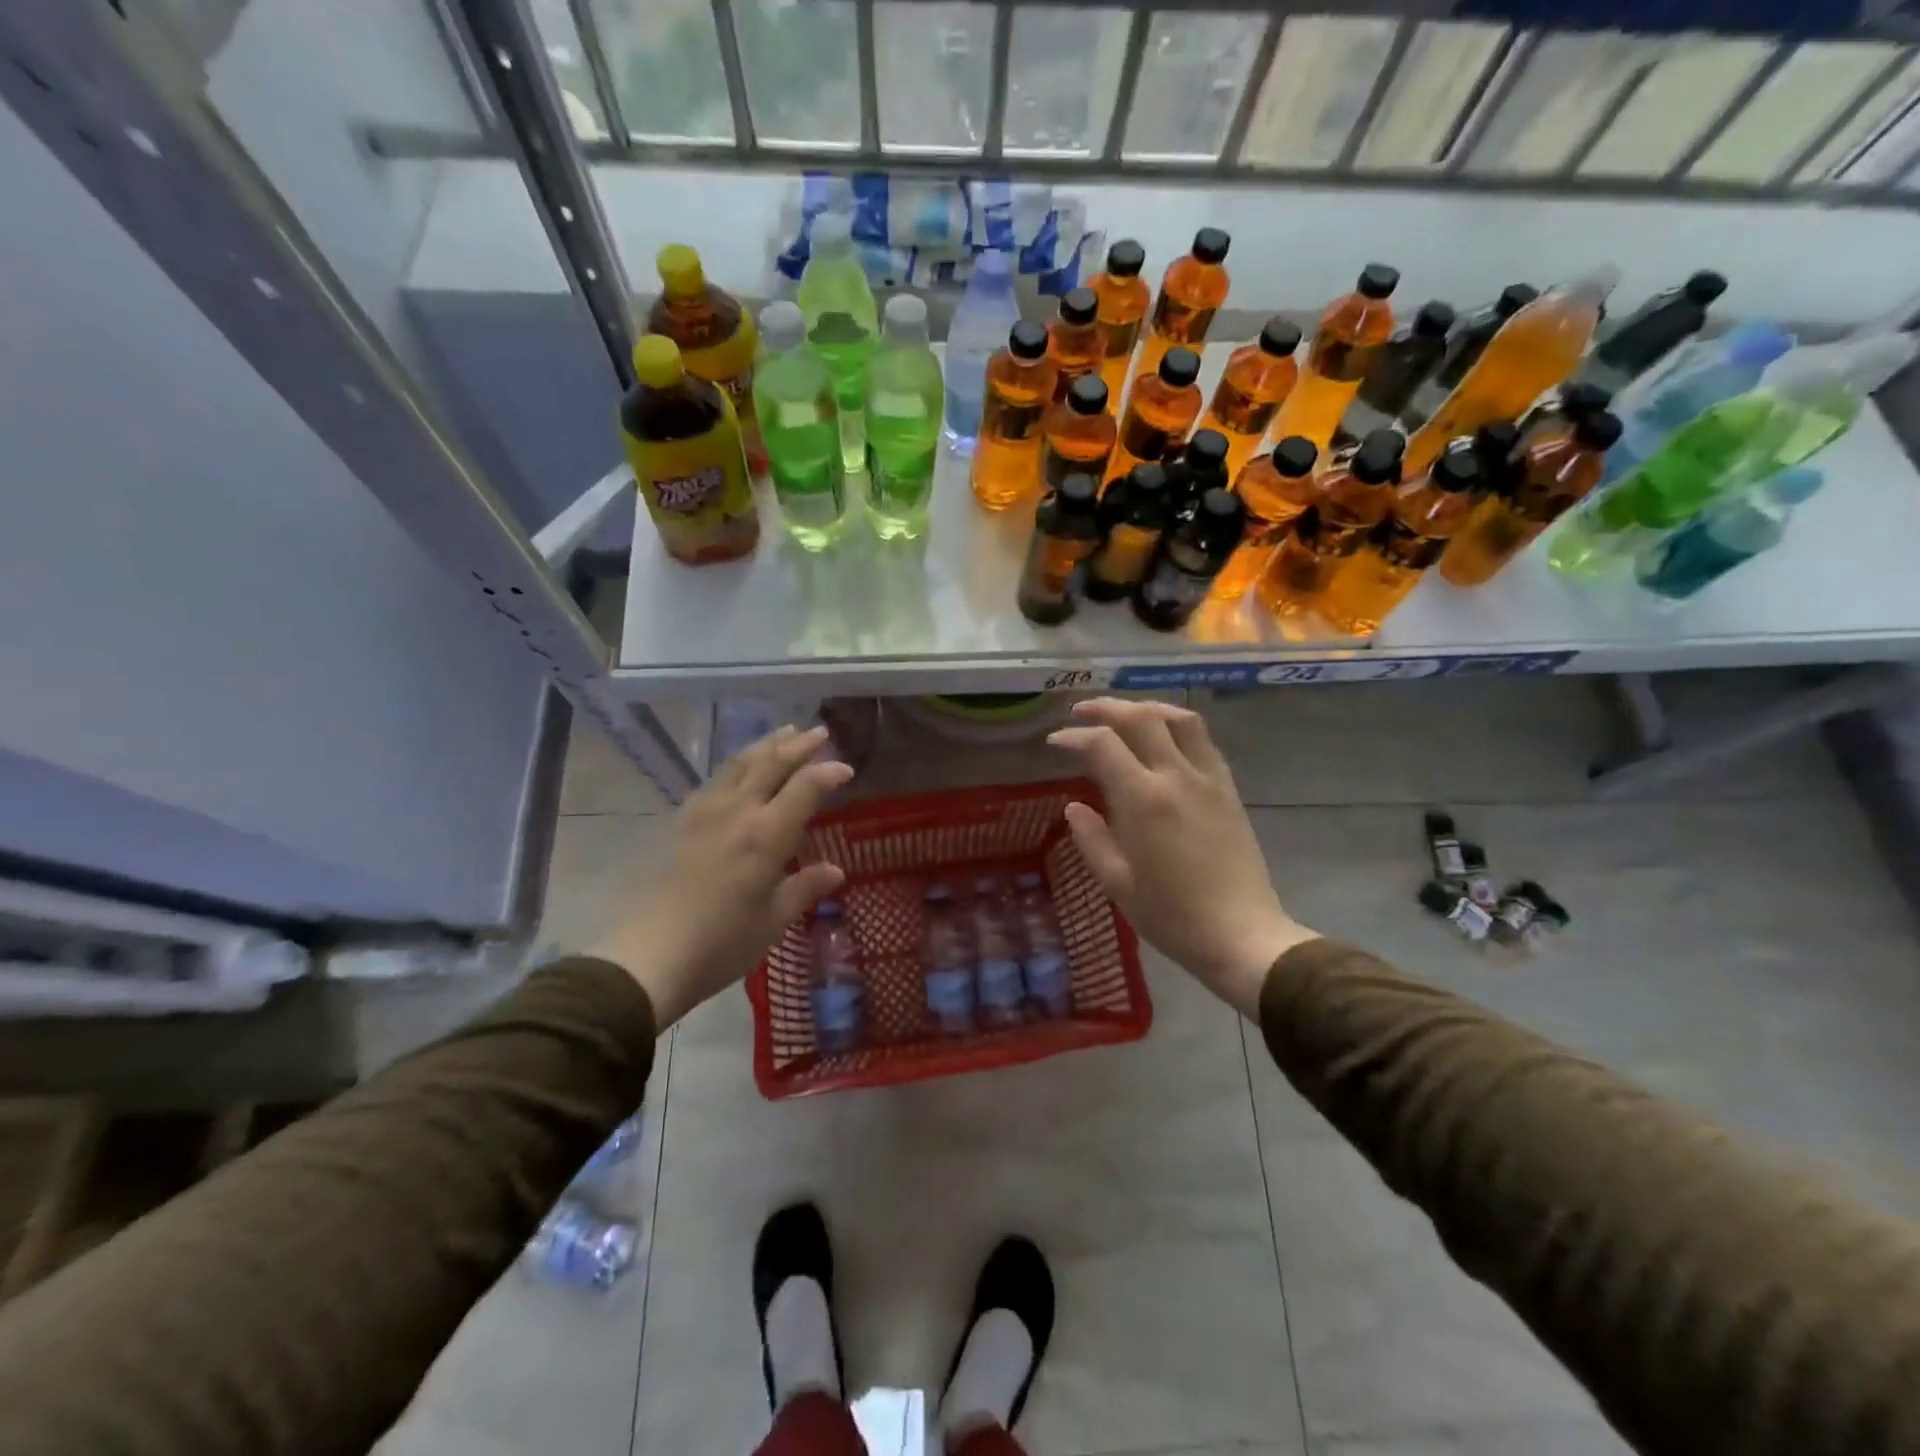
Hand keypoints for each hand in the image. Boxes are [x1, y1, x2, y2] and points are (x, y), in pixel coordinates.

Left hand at [589, 724, 852, 1027]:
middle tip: (819, 732)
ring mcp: (705, 812)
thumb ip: (805, 888)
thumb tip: (836, 871)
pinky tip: (739, 768)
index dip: (828, 772)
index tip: (846, 769)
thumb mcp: (773, 920)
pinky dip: (737, 763)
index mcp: (767, 834)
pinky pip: (716, 778)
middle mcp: (737, 811)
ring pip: (740, 763)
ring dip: (766, 745)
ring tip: (783, 733)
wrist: (650, 954)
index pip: (806, 787)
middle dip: (799, 745)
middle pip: (771, 763)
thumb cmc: (722, 942)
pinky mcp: (682, 821)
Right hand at [1048, 698, 1315, 1018]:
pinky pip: (1203, 741)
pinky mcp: (1228, 789)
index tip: (1055, 741)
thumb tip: (1075, 807)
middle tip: (1081, 712)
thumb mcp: (1118, 883)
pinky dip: (1177, 726)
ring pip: (1179, 719)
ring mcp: (1208, 779)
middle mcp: (1177, 777)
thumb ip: (1092, 839)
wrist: (1241, 935)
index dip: (1074, 736)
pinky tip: (1164, 738)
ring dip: (1146, 707)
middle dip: (1106, 707)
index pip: (1103, 745)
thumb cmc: (1172, 916)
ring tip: (1124, 714)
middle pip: (1141, 718)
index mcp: (1144, 800)